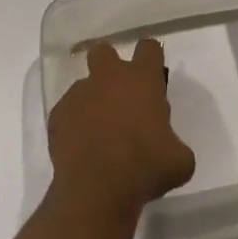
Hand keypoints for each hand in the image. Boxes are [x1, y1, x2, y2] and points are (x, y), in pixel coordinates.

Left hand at [47, 38, 195, 220]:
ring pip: (84, 85)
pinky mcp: (58, 115)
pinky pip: (67, 113)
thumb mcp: (179, 161)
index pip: (149, 48)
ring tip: (99, 133)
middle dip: (110, 66)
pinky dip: (74, 125)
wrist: (97, 190)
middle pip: (105, 51)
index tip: (154, 76)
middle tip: (119, 95)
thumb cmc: (145, 168)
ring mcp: (79, 93)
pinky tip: (82, 149)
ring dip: (92, 101)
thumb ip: (174, 143)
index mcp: (142, 79)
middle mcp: (108, 77)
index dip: (152, 58)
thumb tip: (168, 147)